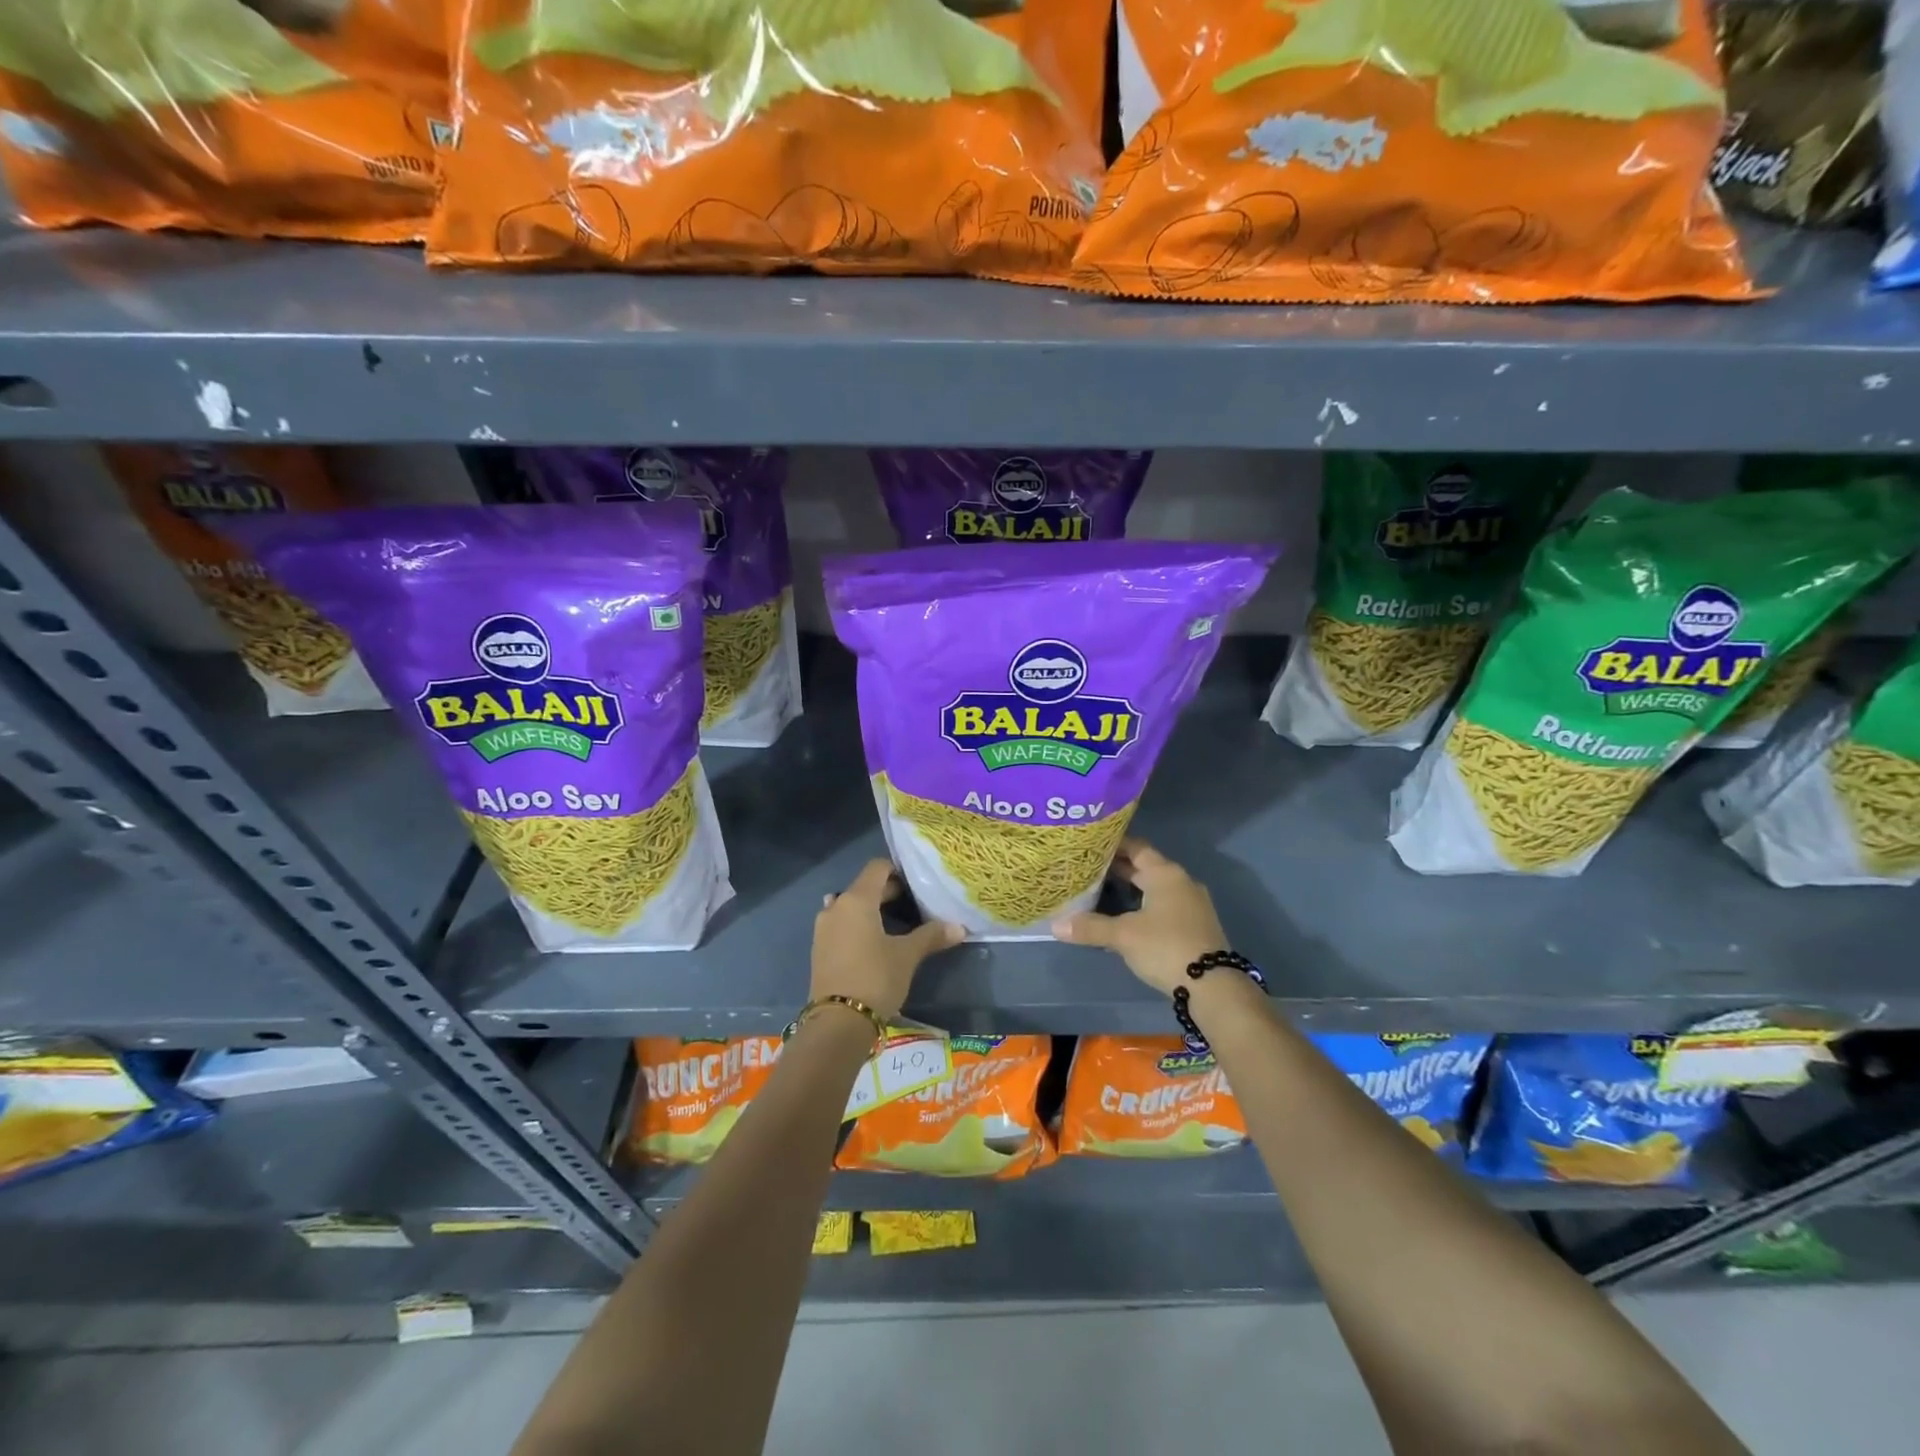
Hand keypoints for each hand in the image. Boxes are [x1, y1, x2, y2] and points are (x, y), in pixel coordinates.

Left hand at [811, 859, 962, 1021]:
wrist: (837, 1023)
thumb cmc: (875, 978)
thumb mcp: (907, 956)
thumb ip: (931, 936)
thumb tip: (959, 927)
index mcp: (857, 900)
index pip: (877, 867)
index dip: (898, 870)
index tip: (917, 884)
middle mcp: (836, 906)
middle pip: (864, 887)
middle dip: (889, 893)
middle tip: (915, 906)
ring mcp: (823, 928)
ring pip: (851, 907)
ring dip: (872, 911)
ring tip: (896, 925)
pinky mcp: (819, 949)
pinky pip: (842, 925)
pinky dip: (858, 926)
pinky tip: (875, 943)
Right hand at [1050, 839, 1229, 994]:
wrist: (1213, 986)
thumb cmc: (1165, 947)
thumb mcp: (1123, 936)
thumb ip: (1090, 927)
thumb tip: (1055, 926)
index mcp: (1166, 874)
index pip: (1136, 848)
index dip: (1113, 845)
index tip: (1089, 846)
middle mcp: (1181, 882)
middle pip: (1145, 867)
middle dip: (1118, 869)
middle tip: (1088, 869)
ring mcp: (1192, 904)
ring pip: (1155, 888)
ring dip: (1131, 888)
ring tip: (1101, 892)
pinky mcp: (1195, 925)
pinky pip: (1164, 905)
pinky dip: (1144, 905)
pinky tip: (1126, 917)